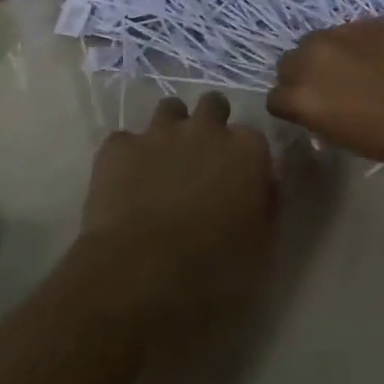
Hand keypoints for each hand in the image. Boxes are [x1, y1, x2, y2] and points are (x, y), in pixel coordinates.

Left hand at [78, 93, 278, 326]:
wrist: (141, 277)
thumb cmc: (214, 272)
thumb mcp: (261, 248)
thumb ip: (265, 206)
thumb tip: (263, 187)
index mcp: (247, 150)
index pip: (252, 138)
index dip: (243, 159)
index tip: (237, 181)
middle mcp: (205, 129)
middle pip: (212, 106)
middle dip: (209, 125)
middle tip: (201, 162)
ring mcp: (158, 133)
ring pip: (169, 110)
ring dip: (170, 130)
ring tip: (162, 164)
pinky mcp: (117, 147)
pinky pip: (125, 141)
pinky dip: (128, 157)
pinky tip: (124, 184)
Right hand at [267, 19, 383, 173]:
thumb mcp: (352, 141)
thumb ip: (323, 118)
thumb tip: (320, 108)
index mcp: (304, 97)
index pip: (275, 99)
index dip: (293, 108)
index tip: (313, 115)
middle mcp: (312, 58)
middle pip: (289, 64)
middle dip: (303, 77)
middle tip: (333, 93)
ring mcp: (342, 34)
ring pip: (316, 42)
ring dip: (327, 56)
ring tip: (358, 72)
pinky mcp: (370, 20)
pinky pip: (349, 32)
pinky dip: (357, 45)